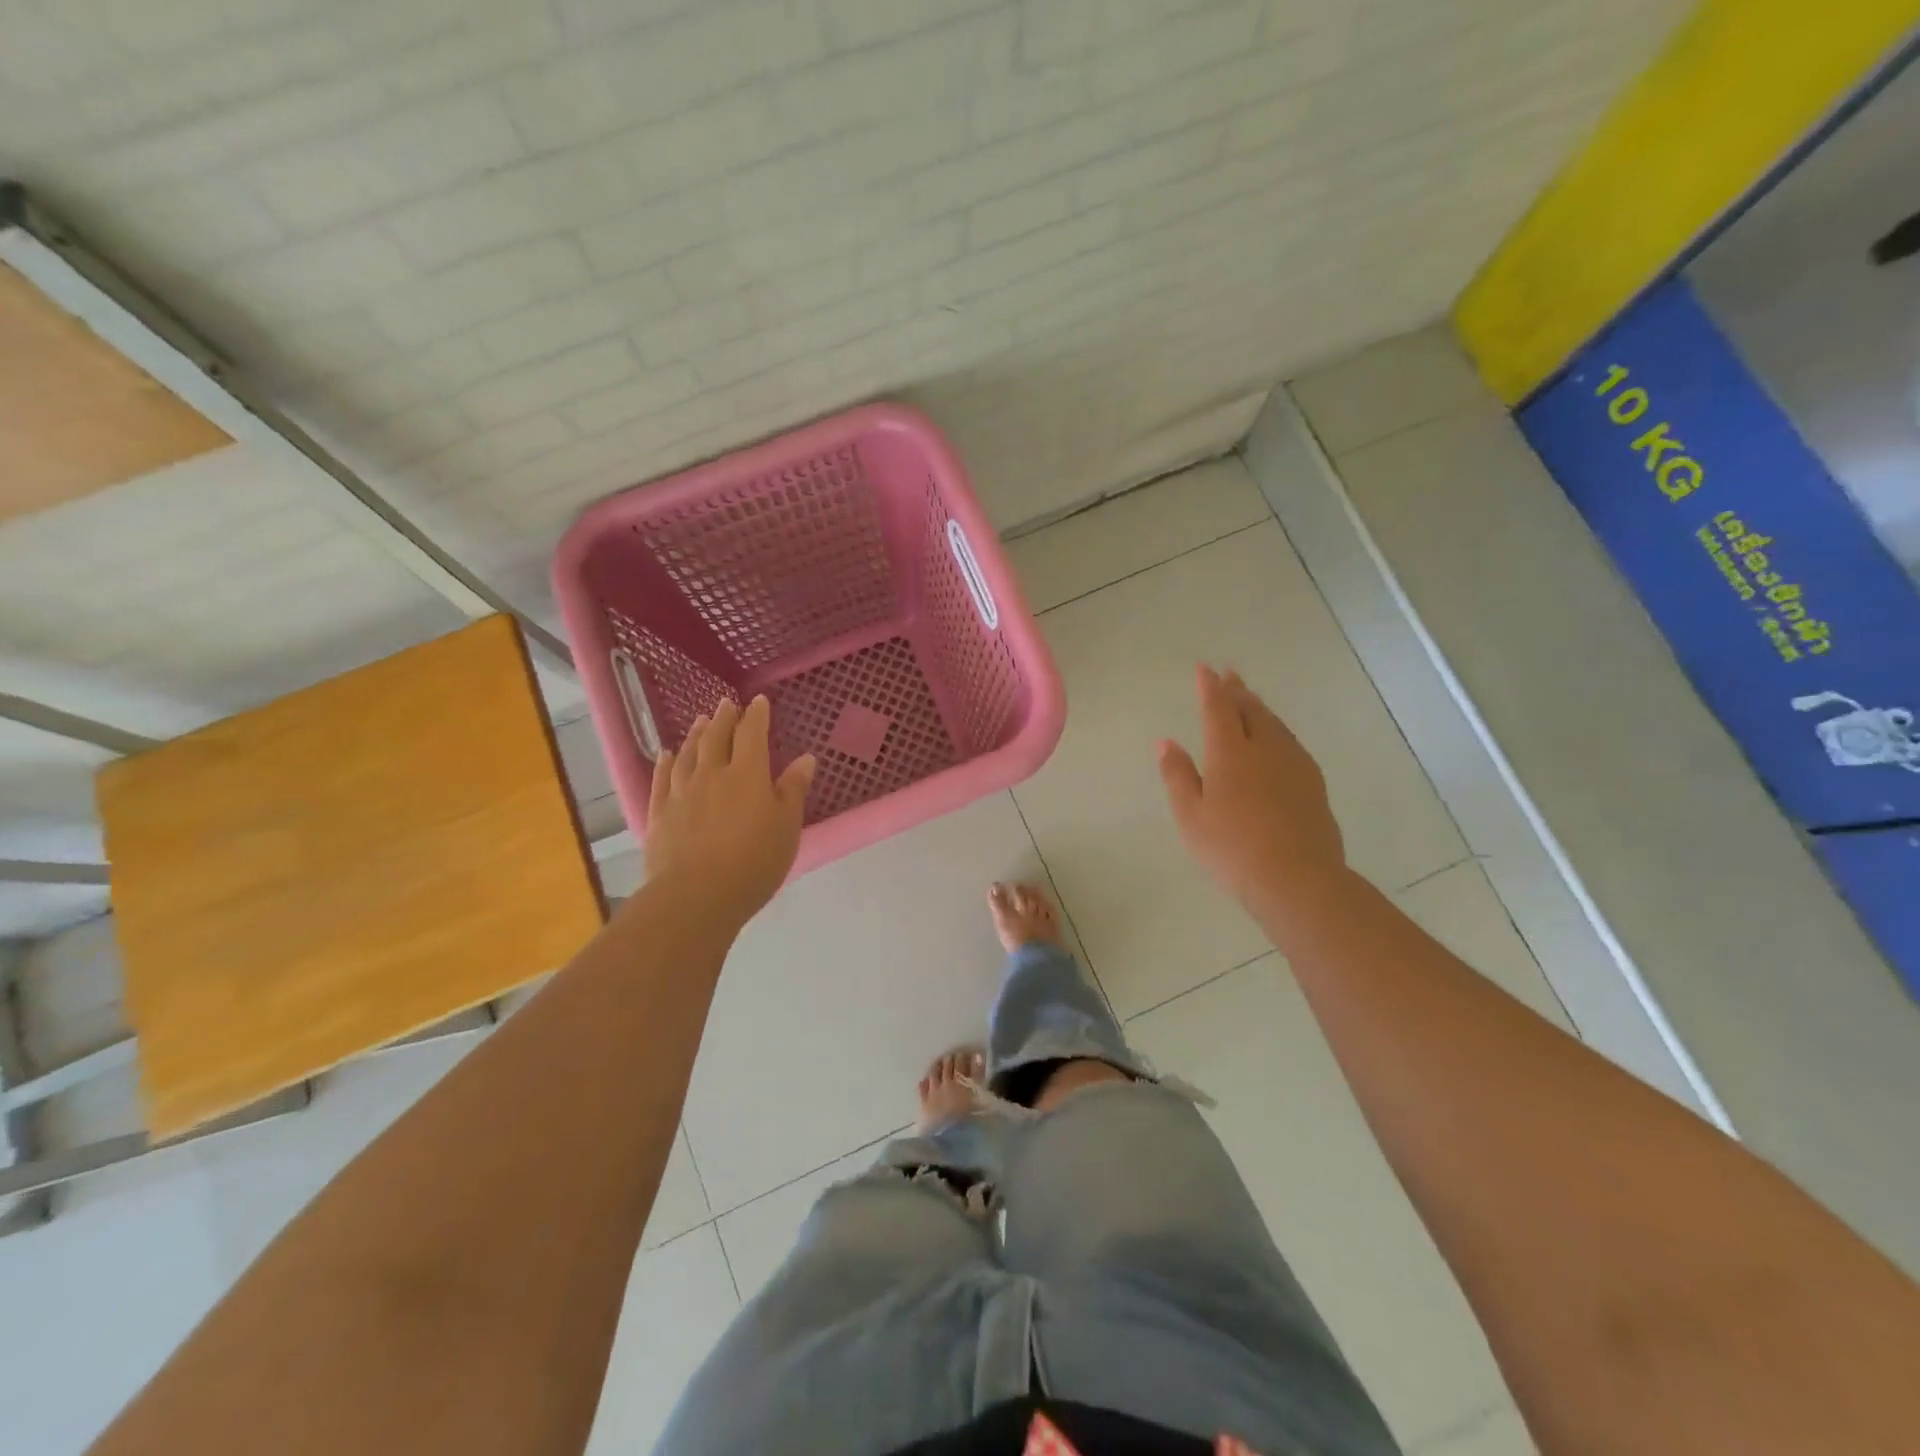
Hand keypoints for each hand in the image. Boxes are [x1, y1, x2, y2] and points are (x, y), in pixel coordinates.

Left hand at [645, 696, 815, 927]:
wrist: (697, 895)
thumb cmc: (754, 861)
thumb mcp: (787, 826)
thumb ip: (793, 790)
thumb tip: (806, 758)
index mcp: (748, 774)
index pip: (752, 734)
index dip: (756, 716)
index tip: (758, 701)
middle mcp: (712, 774)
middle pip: (716, 738)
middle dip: (723, 718)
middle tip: (726, 704)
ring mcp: (681, 792)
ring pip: (688, 754)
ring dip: (695, 734)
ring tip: (699, 721)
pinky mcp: (659, 813)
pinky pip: (661, 778)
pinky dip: (665, 762)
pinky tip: (666, 754)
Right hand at [1157, 664, 1345, 913]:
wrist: (1297, 878)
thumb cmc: (1231, 848)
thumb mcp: (1190, 815)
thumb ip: (1177, 775)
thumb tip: (1166, 742)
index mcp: (1229, 753)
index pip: (1218, 709)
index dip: (1210, 687)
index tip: (1205, 668)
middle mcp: (1264, 749)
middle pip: (1251, 710)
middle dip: (1238, 691)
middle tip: (1230, 674)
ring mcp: (1294, 765)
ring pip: (1275, 725)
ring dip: (1260, 707)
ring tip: (1251, 699)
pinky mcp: (1313, 784)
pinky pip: (1291, 742)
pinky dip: (1278, 730)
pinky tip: (1278, 739)